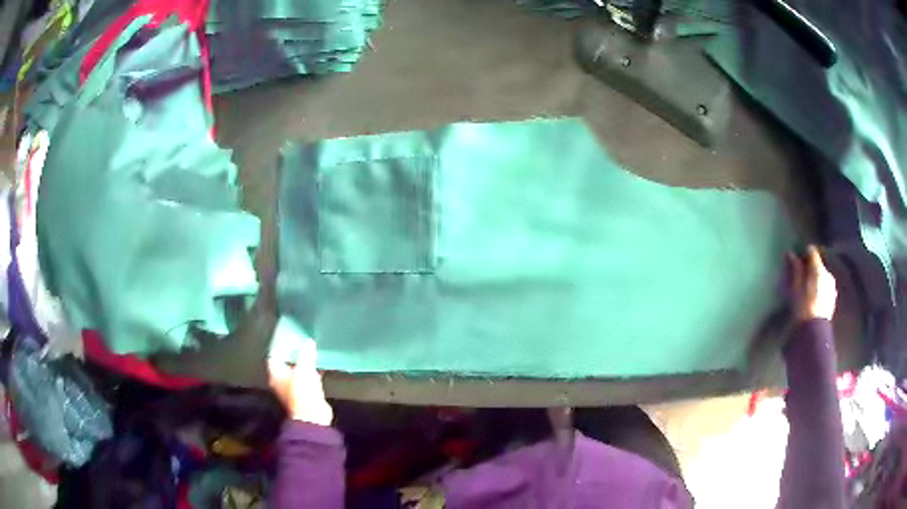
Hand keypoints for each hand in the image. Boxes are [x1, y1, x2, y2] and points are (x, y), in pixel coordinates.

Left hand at [268, 339, 333, 425]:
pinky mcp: (305, 394)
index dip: (281, 346)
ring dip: (303, 363)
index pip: (274, 356)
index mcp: (276, 374)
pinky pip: (307, 379)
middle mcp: (282, 381)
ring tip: (311, 352)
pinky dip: (312, 373)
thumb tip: (308, 342)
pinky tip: (320, 367)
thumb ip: (306, 354)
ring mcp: (293, 388)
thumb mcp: (304, 368)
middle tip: (302, 343)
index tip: (289, 338)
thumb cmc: (303, 392)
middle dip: (293, 354)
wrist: (313, 416)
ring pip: (297, 371)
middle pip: (286, 363)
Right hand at [787, 245, 836, 321]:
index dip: (804, 254)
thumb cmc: (802, 307)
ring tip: (806, 289)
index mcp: (819, 268)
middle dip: (810, 268)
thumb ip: (795, 269)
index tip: (796, 260)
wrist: (814, 332)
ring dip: (815, 279)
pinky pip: (824, 288)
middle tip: (800, 276)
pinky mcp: (832, 299)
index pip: (812, 252)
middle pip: (818, 264)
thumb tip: (790, 253)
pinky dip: (819, 289)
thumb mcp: (795, 287)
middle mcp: (828, 274)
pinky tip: (813, 298)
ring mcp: (831, 287)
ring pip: (822, 276)